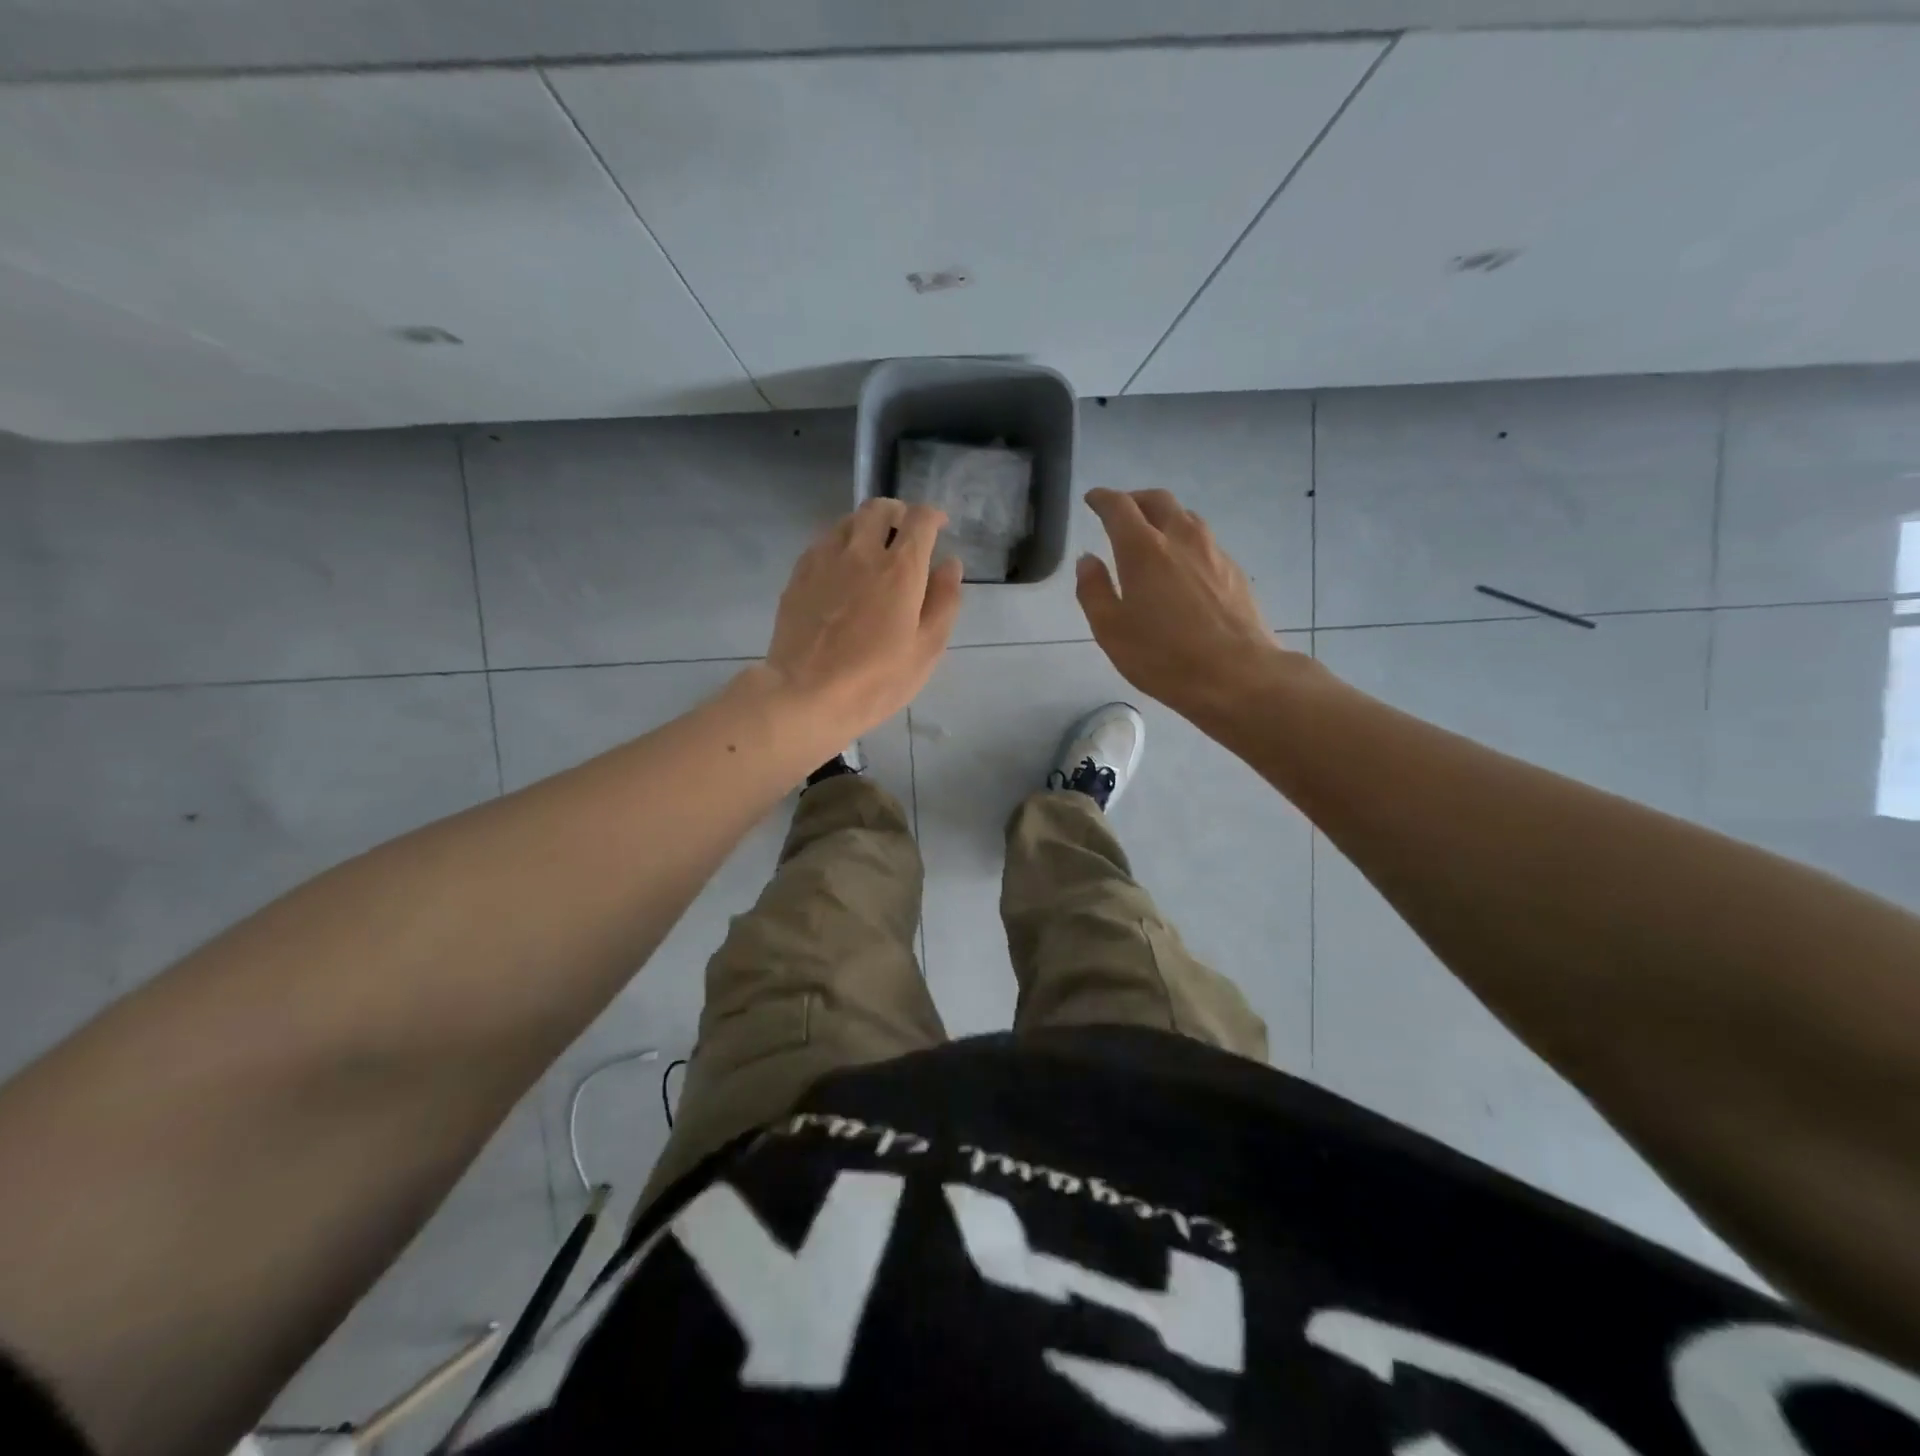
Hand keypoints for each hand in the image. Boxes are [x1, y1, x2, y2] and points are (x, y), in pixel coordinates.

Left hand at [763, 497, 963, 745]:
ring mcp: (824, 560)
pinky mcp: (799, 574)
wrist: (806, 695)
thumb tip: (950, 564)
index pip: (920, 519)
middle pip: (880, 508)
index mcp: (900, 569)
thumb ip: (944, 601)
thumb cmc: (876, 680)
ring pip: (848, 521)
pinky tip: (842, 572)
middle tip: (905, 535)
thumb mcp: (926, 649)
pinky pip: (823, 543)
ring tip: (873, 551)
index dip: (933, 516)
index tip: (939, 527)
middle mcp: (861, 552)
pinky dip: (840, 545)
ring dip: (867, 526)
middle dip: (898, 513)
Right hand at [1077, 488, 1298, 723]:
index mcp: (1143, 549)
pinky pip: (1205, 541)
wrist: (1237, 675)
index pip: (1119, 507)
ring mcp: (1213, 552)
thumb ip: (1094, 590)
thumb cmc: (1164, 657)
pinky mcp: (1234, 571)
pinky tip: (1182, 566)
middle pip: (1157, 500)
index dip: (1102, 499)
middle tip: (1121, 511)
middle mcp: (1180, 538)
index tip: (1092, 500)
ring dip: (1164, 517)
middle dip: (1135, 499)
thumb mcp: (1111, 631)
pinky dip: (1185, 541)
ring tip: (1152, 536)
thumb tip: (1088, 560)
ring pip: (1186, 517)